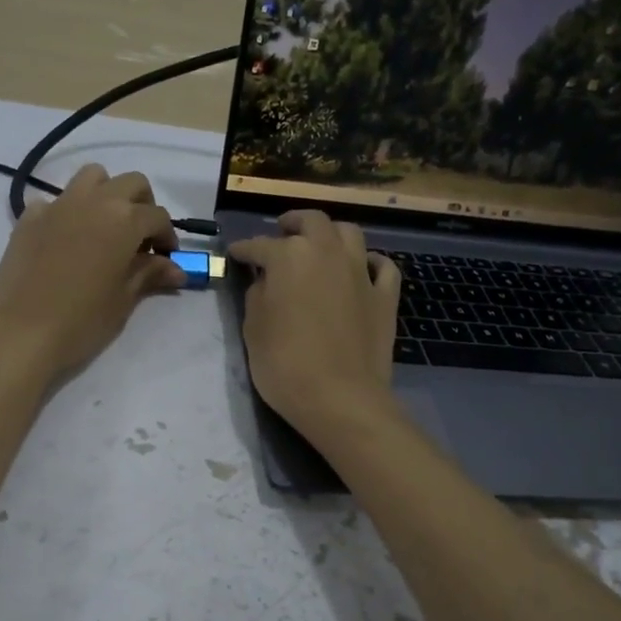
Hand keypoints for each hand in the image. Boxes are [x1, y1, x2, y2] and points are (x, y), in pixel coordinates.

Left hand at [0, 165, 184, 380]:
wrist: (21, 331)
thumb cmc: (82, 320)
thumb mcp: (124, 299)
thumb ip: (150, 274)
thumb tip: (176, 269)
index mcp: (124, 219)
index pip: (157, 216)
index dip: (167, 237)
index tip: (166, 259)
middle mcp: (94, 201)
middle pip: (130, 184)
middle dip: (142, 205)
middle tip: (140, 239)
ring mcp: (58, 204)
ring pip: (92, 177)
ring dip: (106, 194)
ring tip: (105, 227)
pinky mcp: (30, 216)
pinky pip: (56, 200)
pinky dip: (68, 212)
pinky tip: (66, 241)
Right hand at [228, 211, 400, 438]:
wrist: (340, 398)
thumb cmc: (285, 365)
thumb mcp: (253, 330)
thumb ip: (257, 296)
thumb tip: (266, 281)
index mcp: (290, 257)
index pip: (259, 246)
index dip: (244, 250)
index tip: (236, 254)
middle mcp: (327, 252)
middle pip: (311, 222)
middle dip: (293, 223)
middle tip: (282, 233)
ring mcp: (361, 272)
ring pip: (349, 233)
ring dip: (331, 233)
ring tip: (320, 245)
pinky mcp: (385, 296)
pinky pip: (382, 266)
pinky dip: (370, 262)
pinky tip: (362, 269)